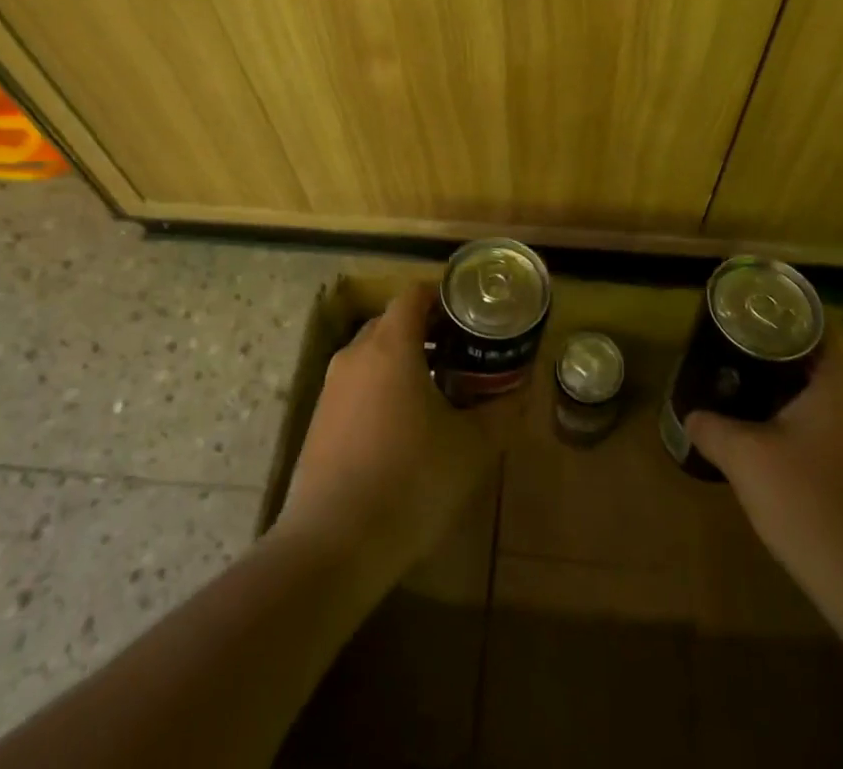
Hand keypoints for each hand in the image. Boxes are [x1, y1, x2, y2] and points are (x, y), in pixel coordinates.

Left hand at [274, 284, 510, 581]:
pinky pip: (358, 385)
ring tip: (441, 390)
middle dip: (428, 330)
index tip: (472, 315)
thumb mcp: (471, 448)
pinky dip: (383, 388)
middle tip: (464, 352)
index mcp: (391, 345)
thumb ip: (501, 411)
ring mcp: (332, 388)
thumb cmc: (410, 481)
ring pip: (373, 355)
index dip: (445, 296)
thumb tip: (522, 390)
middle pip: (393, 321)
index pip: (415, 294)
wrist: (331, 548)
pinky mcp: (319, 421)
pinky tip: (406, 427)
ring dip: (406, 361)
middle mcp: (356, 355)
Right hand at [687, 328, 842, 597]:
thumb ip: (713, 428)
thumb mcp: (746, 458)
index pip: (819, 324)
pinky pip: (837, 430)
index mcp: (841, 381)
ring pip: (829, 399)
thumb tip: (690, 416)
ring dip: (793, 393)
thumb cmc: (810, 500)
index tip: (751, 316)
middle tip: (739, 352)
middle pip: (822, 360)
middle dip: (781, 355)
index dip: (785, 314)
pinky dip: (808, 425)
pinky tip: (777, 443)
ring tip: (750, 392)